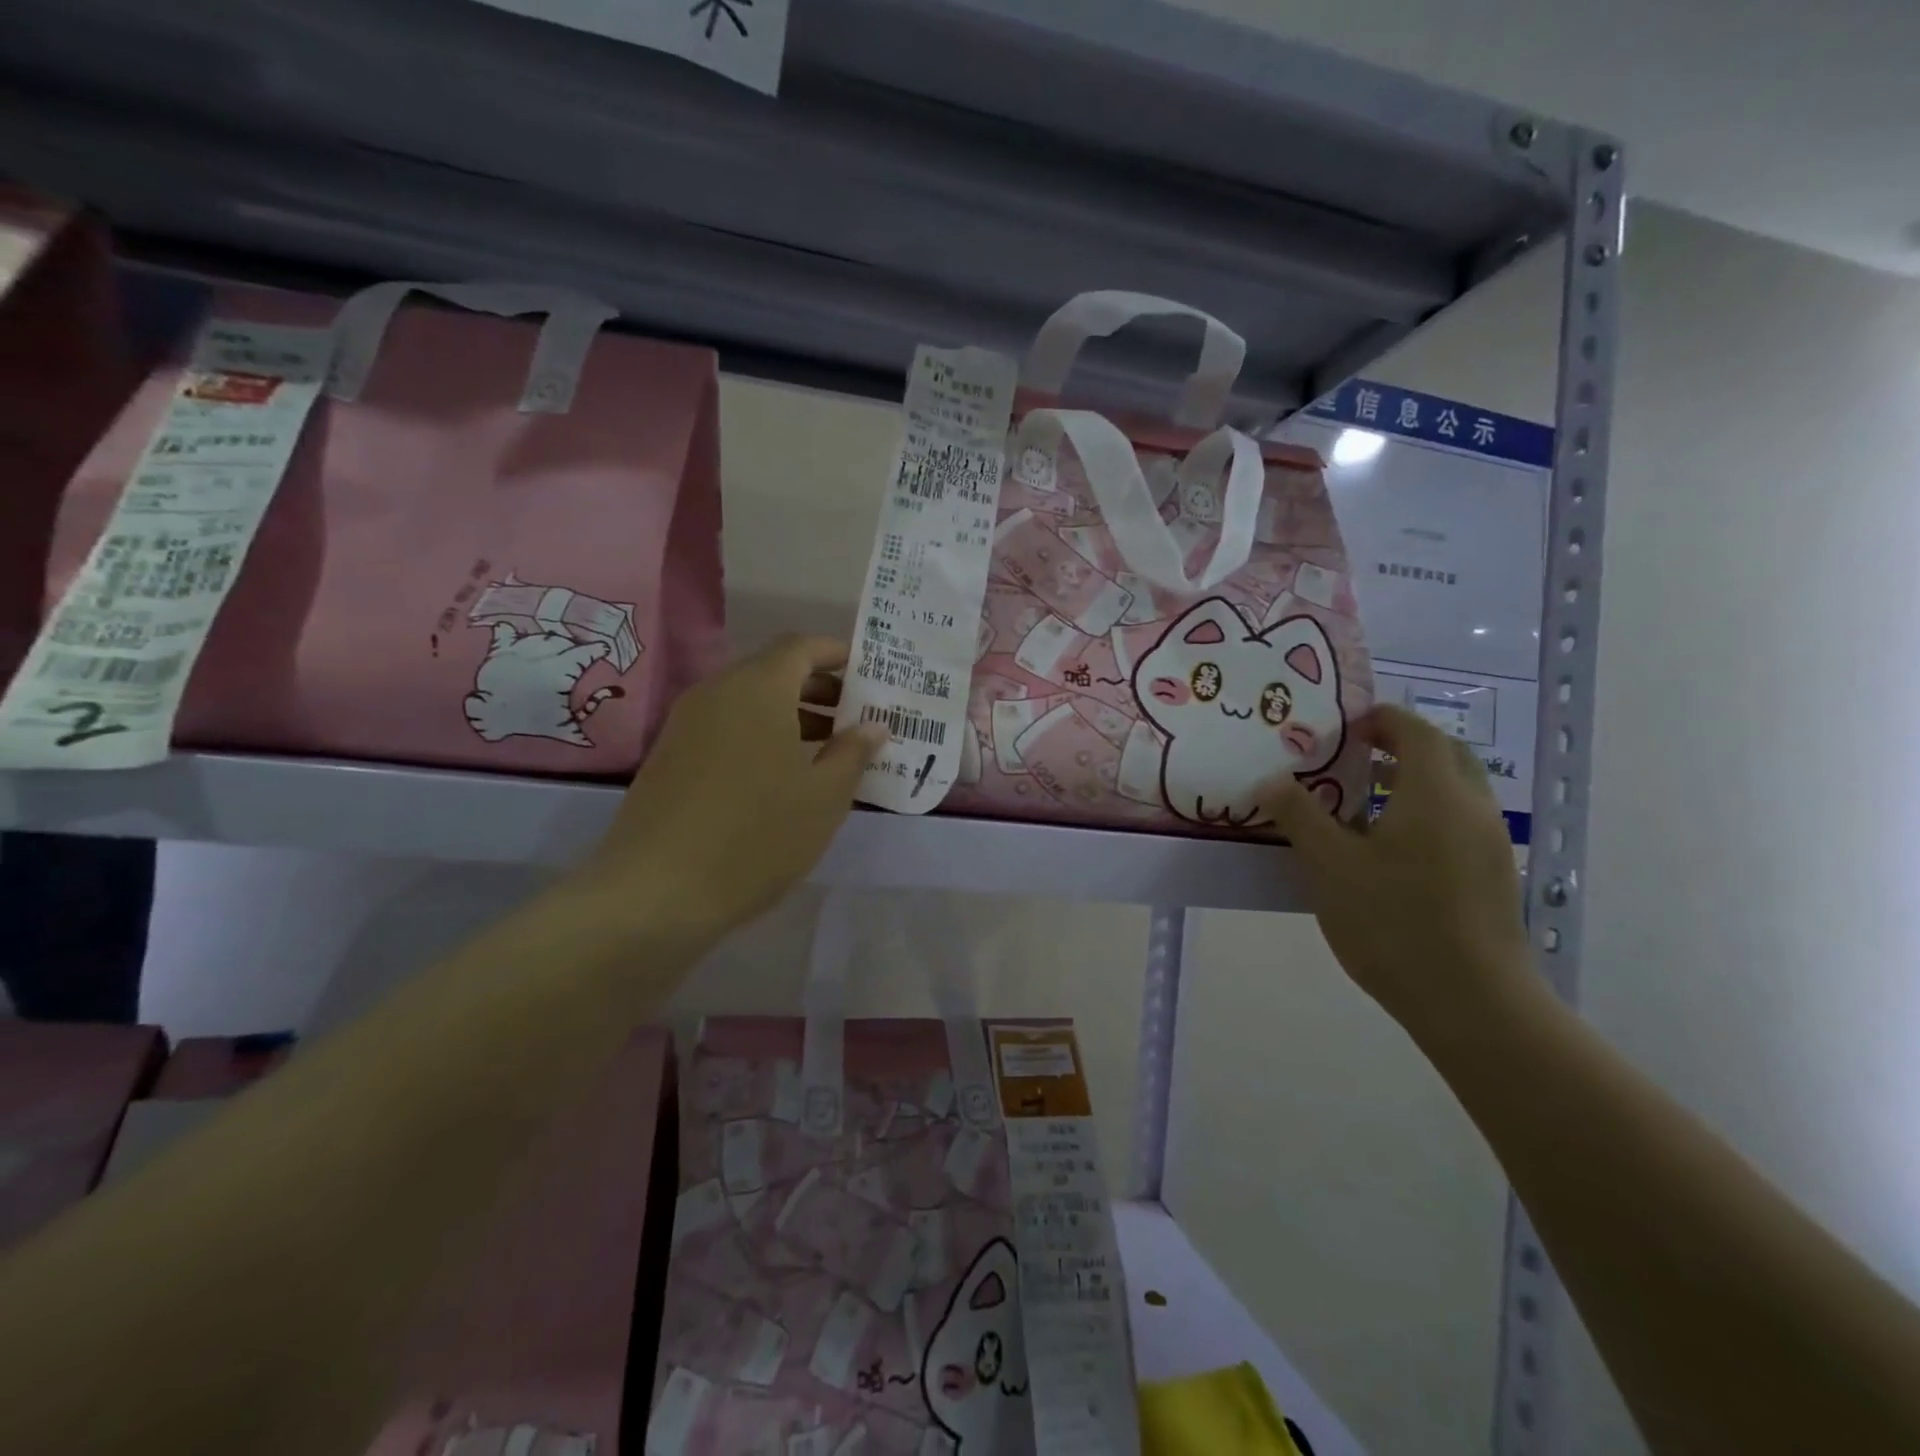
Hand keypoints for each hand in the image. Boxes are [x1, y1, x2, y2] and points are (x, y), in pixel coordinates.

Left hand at [579, 635, 885, 937]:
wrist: (655, 892)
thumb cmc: (756, 837)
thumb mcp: (822, 798)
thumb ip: (852, 754)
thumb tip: (872, 726)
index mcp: (757, 688)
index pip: (800, 646)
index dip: (836, 654)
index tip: (867, 675)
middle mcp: (717, 692)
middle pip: (773, 671)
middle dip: (818, 688)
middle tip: (855, 717)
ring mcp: (686, 724)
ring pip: (748, 702)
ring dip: (790, 715)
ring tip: (826, 751)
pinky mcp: (669, 756)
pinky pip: (725, 727)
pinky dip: (759, 735)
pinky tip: (780, 777)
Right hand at [1262, 705, 1534, 1039]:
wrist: (1472, 1002)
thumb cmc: (1393, 921)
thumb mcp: (1329, 864)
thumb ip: (1299, 814)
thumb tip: (1272, 779)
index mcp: (1435, 793)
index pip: (1415, 731)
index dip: (1380, 720)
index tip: (1342, 728)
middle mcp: (1473, 807)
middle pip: (1445, 754)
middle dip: (1401, 745)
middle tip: (1354, 757)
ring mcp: (1490, 844)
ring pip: (1455, 790)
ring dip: (1413, 781)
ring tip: (1362, 801)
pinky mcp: (1493, 876)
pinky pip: (1458, 821)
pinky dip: (1426, 812)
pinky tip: (1388, 848)